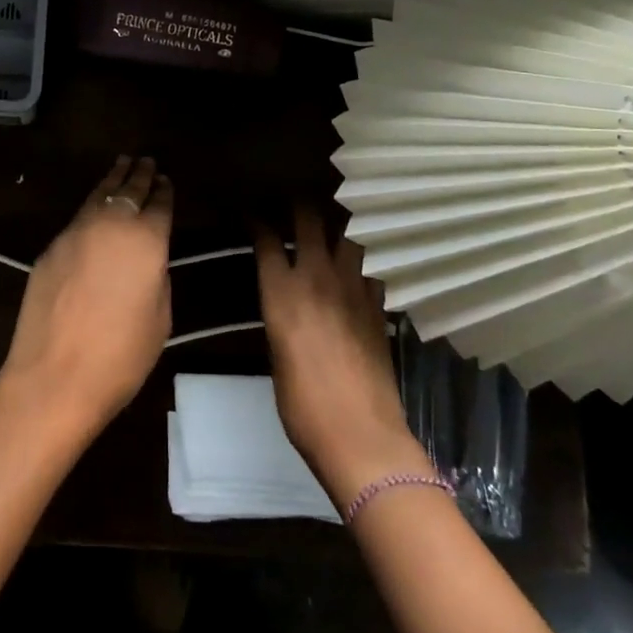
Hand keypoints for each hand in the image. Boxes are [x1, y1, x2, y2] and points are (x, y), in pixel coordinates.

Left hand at [0, 156, 172, 438]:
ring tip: (122, 164)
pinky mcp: (51, 246)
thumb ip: (157, 277)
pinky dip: (92, 204)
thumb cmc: (120, 356)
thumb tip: (148, 260)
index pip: (160, 205)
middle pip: (129, 190)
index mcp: (147, 240)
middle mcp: (111, 224)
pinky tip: (95, 205)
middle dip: (140, 174)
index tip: (167, 180)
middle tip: (147, 160)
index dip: (165, 192)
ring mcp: (76, 232)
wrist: (54, 375)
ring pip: (99, 195)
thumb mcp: (160, 318)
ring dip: (113, 179)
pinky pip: (79, 216)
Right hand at [256, 206, 430, 506]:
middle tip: (294, 197)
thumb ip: (280, 315)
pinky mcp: (379, 305)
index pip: (266, 237)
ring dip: (339, 222)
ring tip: (334, 217)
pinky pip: (372, 265)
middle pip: (309, 218)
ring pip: (349, 233)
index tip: (252, 210)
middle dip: (299, 202)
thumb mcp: (276, 354)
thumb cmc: (302, 405)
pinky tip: (361, 258)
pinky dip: (365, 256)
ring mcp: (354, 287)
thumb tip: (285, 301)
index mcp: (281, 291)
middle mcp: (316, 277)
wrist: (361, 436)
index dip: (257, 218)